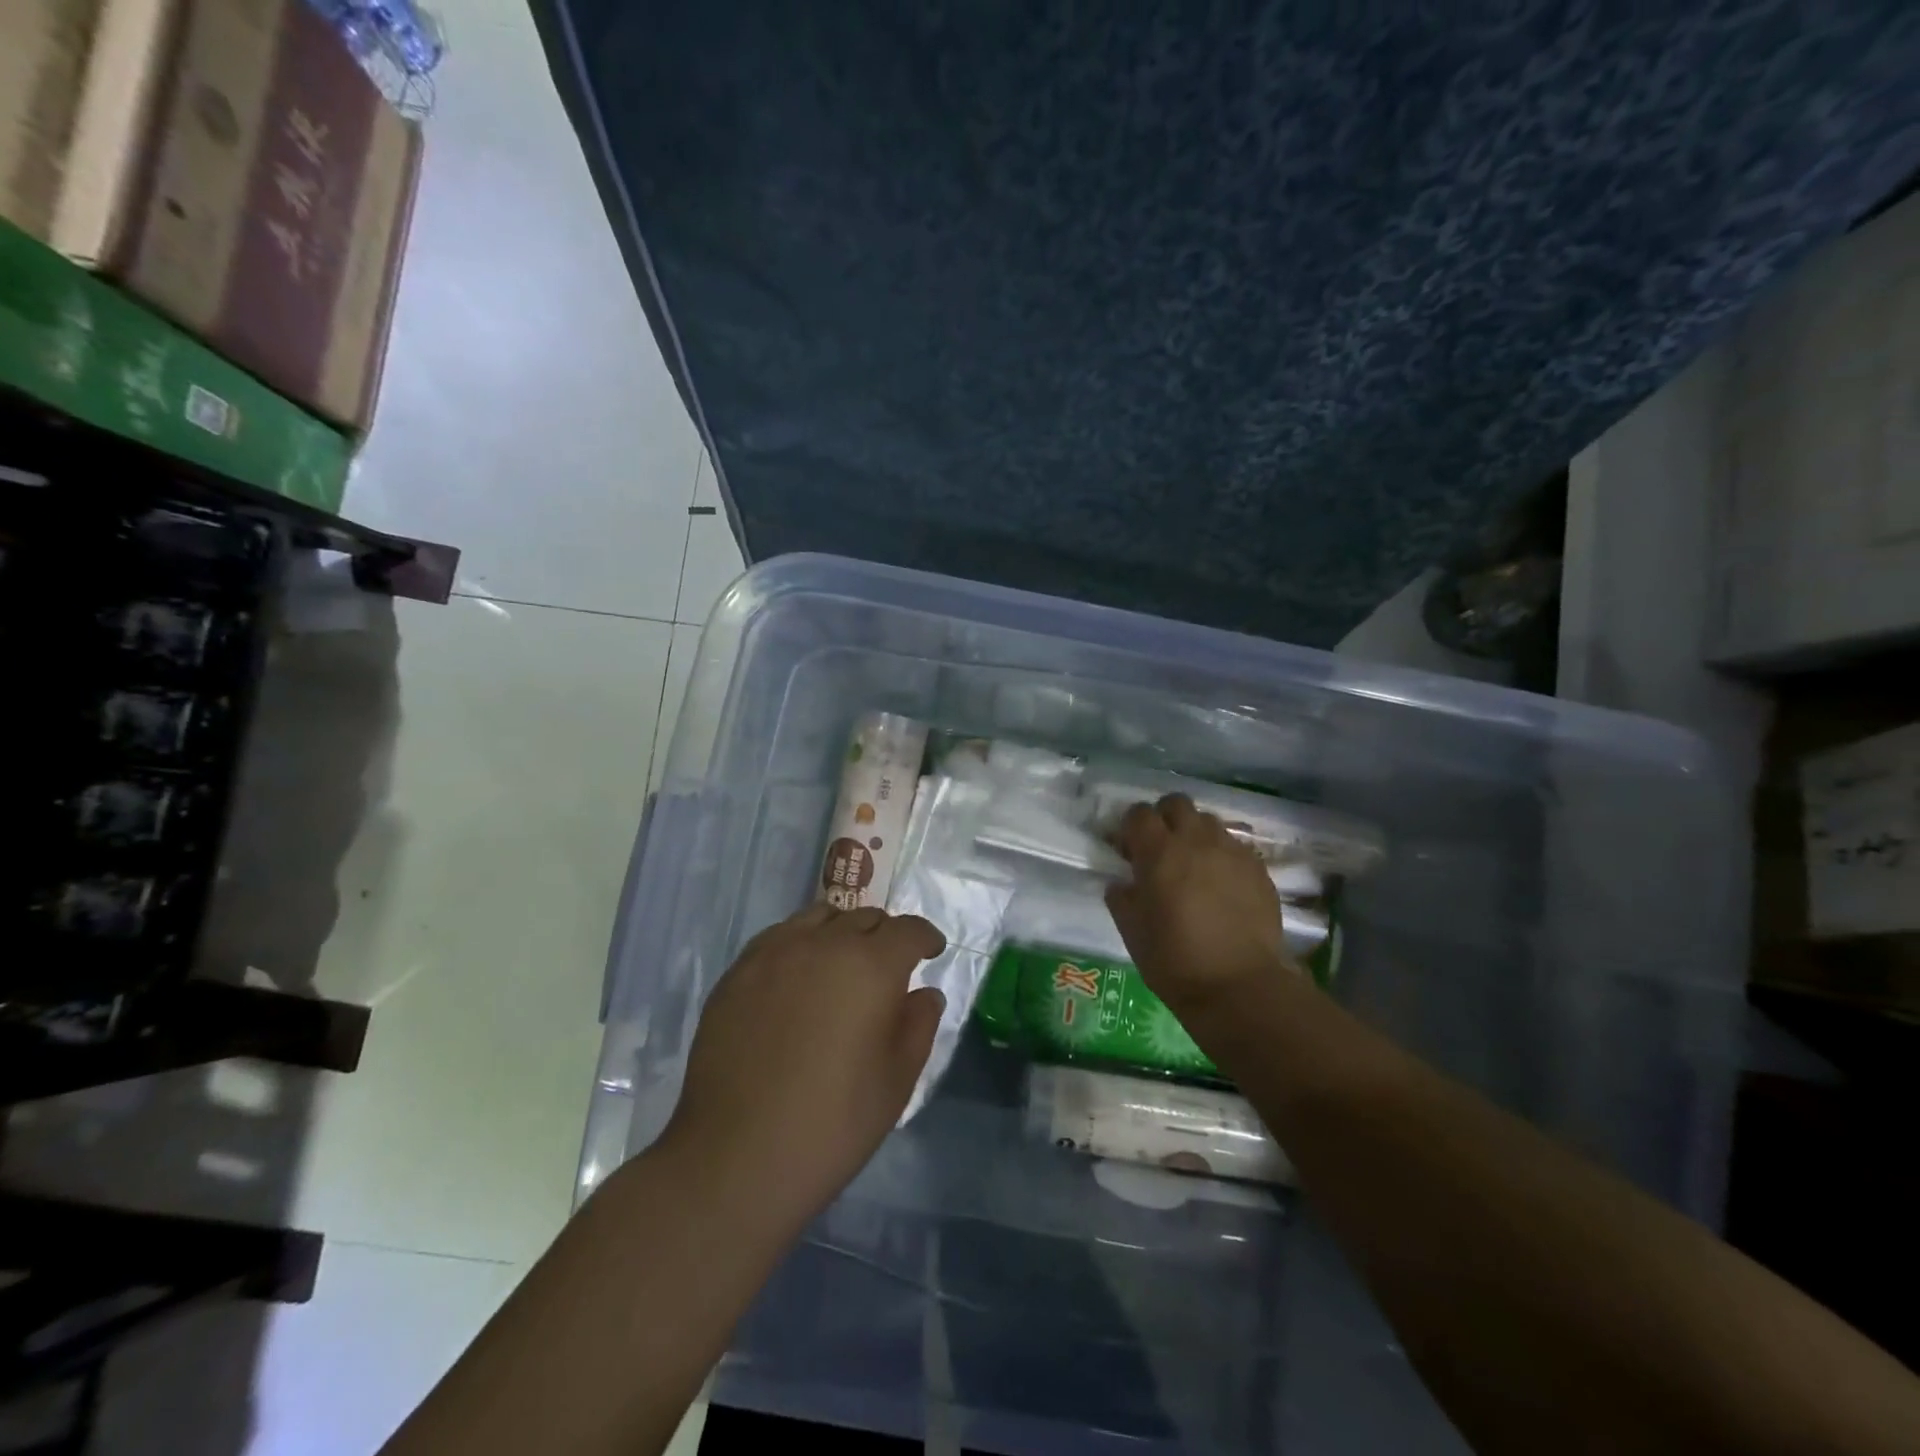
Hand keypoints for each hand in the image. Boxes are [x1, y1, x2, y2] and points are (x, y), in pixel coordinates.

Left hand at [660, 903, 946, 1231]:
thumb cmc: (832, 1123)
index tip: (931, 952)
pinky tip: (797, 977)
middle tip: (888, 966)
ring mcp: (775, 953)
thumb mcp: (896, 1081)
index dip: (925, 938)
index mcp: (871, 966)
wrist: (736, 1157)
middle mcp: (824, 944)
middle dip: (885, 935)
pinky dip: (800, 943)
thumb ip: (918, 1025)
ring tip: (841, 963)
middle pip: (864, 917)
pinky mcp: (738, 972)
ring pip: (819, 917)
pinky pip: (779, 936)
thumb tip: (924, 993)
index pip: (908, 930)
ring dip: (841, 932)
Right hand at [1105, 794, 1291, 1017]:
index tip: (1128, 852)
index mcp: (1159, 852)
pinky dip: (1221, 856)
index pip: (1138, 813)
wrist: (1240, 987)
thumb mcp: (1132, 930)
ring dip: (1194, 835)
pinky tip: (1220, 886)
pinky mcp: (1258, 868)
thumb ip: (1122, 896)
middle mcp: (1196, 840)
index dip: (1130, 828)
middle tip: (1160, 850)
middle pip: (1176, 803)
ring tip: (1193, 866)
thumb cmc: (1175, 960)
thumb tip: (1122, 881)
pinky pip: (1234, 847)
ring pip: (1208, 822)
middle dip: (1164, 819)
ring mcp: (1231, 851)